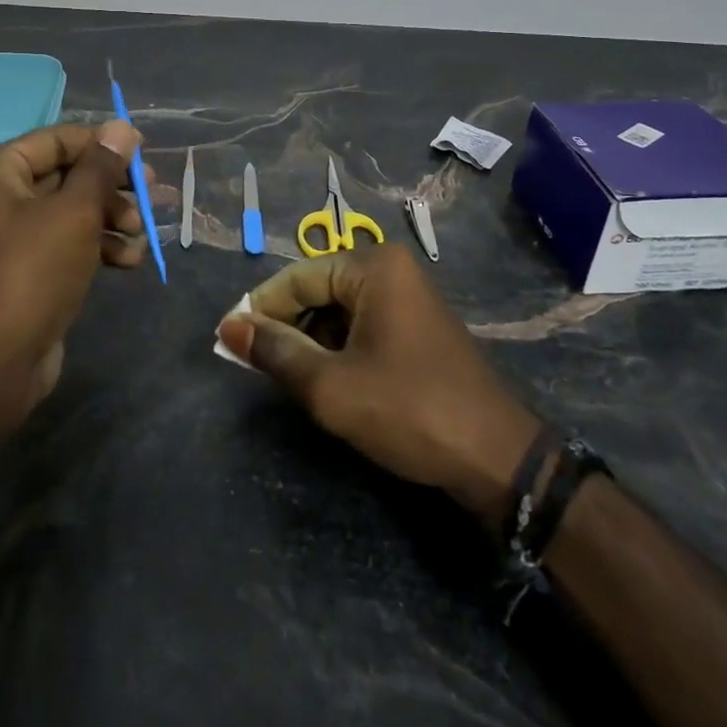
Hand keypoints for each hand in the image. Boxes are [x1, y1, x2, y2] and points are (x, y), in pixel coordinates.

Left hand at [0, 121, 146, 429]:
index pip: (55, 140)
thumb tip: (123, 127)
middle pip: (65, 174)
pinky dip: (97, 245)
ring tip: (141, 233)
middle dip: (111, 187)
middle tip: (152, 193)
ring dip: (110, 218)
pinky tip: (129, 260)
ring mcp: (8, 233)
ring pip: (70, 210)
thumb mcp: (75, 211)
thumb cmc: (34, 270)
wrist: (0, 361)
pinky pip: (65, 240)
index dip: (102, 144)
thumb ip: (102, 166)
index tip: (143, 152)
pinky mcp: (24, 266)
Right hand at [217, 244, 544, 520]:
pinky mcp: (417, 327)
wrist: (497, 458)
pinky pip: (362, 325)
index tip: (229, 340)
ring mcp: (408, 297)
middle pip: (317, 290)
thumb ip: (275, 352)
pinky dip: (338, 349)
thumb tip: (228, 327)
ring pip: (338, 311)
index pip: (297, 277)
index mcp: (373, 267)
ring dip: (311, 342)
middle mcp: (391, 270)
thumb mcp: (331, 386)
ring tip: (292, 378)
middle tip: (258, 366)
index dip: (260, 309)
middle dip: (287, 327)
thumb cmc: (409, 410)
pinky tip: (328, 381)